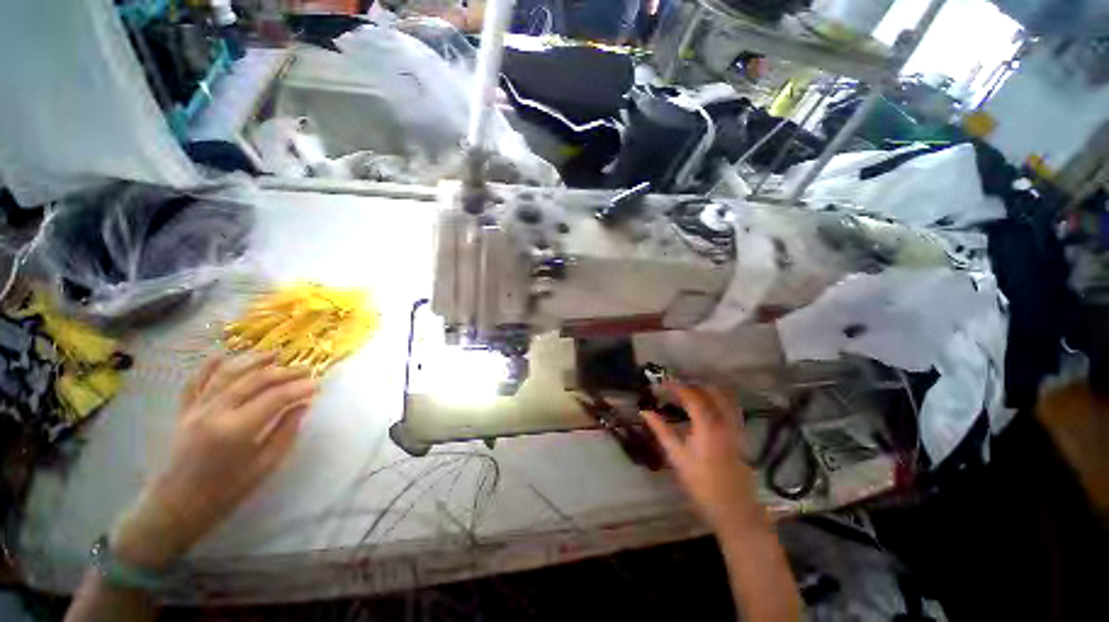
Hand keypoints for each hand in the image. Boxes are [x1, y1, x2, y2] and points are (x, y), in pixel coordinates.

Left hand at [113, 353, 318, 570]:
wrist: (175, 507)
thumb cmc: (225, 492)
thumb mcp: (264, 466)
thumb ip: (285, 432)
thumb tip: (303, 406)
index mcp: (235, 430)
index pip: (275, 398)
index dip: (300, 388)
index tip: (318, 385)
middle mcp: (214, 412)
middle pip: (254, 381)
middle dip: (284, 372)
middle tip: (306, 369)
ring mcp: (195, 409)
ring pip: (227, 374)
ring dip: (253, 361)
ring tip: (275, 353)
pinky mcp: (183, 411)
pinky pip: (196, 383)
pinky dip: (209, 367)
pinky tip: (223, 356)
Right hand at [642, 383, 764, 535]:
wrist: (733, 509)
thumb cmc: (701, 484)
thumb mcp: (677, 457)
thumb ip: (661, 430)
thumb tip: (645, 411)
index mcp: (707, 426)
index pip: (691, 396)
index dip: (675, 386)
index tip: (661, 383)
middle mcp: (724, 421)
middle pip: (710, 391)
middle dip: (691, 385)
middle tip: (673, 387)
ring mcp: (735, 427)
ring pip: (724, 397)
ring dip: (705, 389)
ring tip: (688, 392)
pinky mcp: (739, 434)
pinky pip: (730, 407)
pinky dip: (717, 399)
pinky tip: (706, 405)